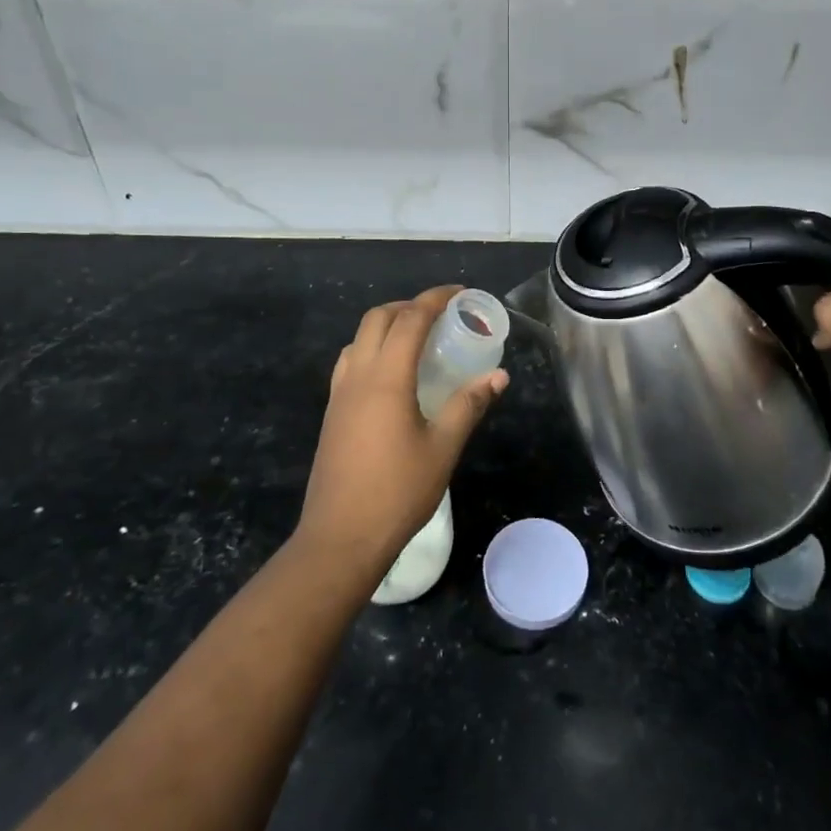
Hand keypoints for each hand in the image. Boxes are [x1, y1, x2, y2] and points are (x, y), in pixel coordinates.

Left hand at [295, 286, 508, 587]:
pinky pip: (350, 362)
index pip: (410, 319)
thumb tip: (498, 375)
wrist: (340, 537)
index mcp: (387, 377)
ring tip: (417, 341)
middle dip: (409, 306)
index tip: (460, 293)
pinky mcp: (332, 413)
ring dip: (386, 325)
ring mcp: (339, 394)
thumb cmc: (398, 492)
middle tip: (440, 316)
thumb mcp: (443, 448)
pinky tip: (392, 376)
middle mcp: (358, 375)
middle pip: (378, 318)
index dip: (436, 299)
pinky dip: (372, 349)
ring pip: (359, 338)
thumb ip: (469, 405)